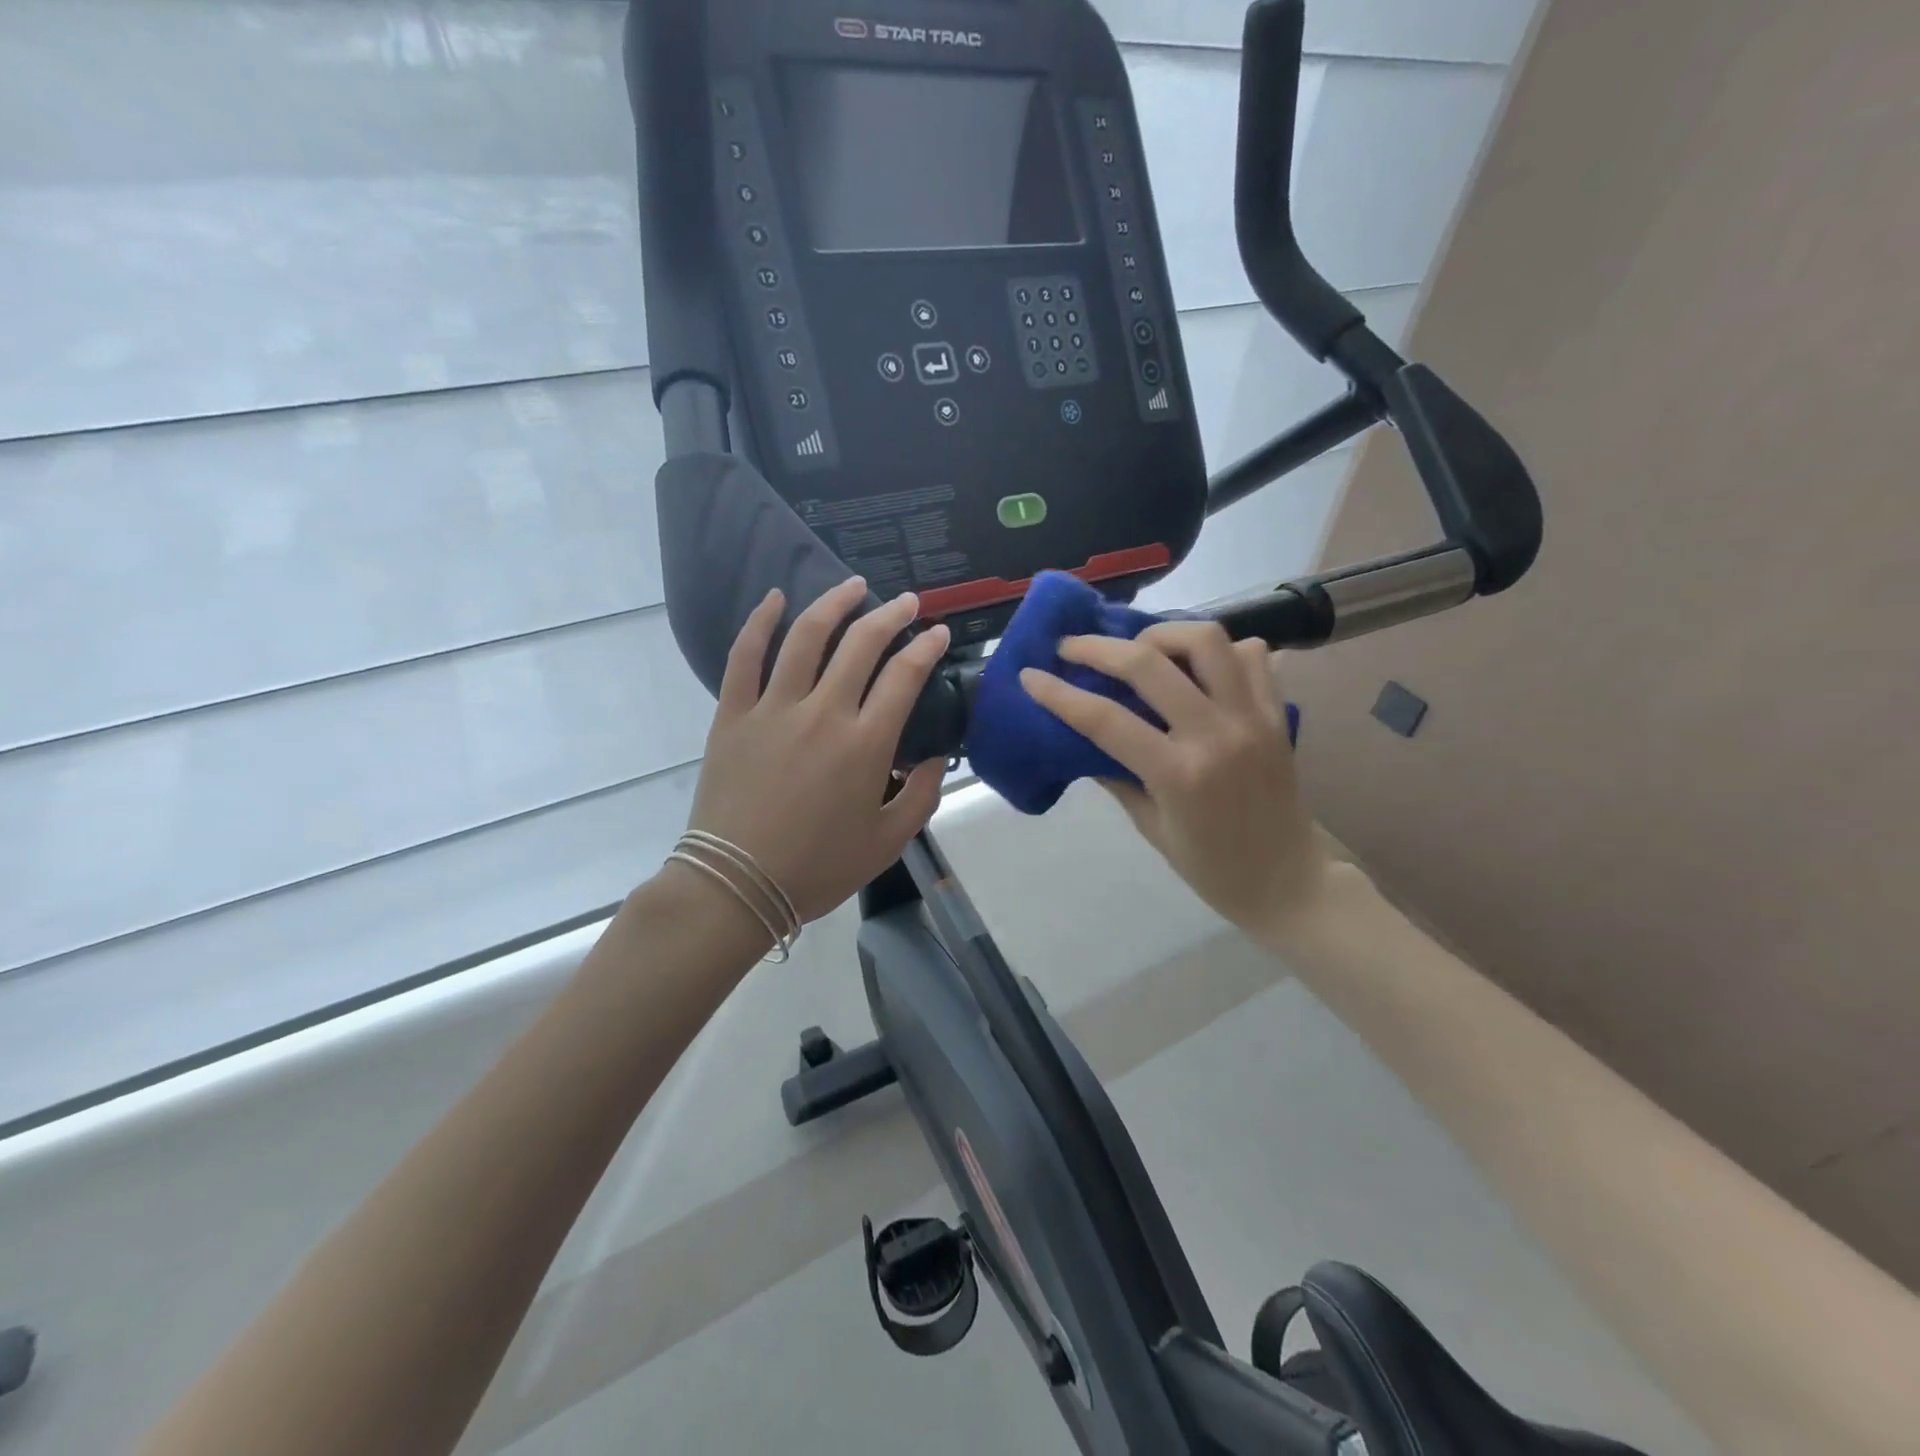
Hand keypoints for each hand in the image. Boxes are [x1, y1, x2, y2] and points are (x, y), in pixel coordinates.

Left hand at [685, 578, 950, 924]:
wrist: (737, 886)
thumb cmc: (818, 867)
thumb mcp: (888, 841)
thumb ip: (921, 795)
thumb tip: (936, 756)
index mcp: (865, 744)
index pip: (904, 676)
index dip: (926, 647)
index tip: (938, 632)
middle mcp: (823, 713)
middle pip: (861, 644)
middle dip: (890, 615)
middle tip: (905, 602)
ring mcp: (773, 709)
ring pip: (805, 637)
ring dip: (833, 604)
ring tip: (853, 586)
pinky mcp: (733, 715)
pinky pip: (744, 657)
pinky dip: (759, 622)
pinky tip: (774, 599)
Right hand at [1020, 622, 1327, 937]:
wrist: (1290, 882)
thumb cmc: (1211, 867)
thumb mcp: (1151, 828)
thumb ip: (1117, 776)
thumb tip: (1082, 737)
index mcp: (1179, 775)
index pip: (1105, 719)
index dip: (1059, 693)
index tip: (1030, 675)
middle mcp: (1216, 735)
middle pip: (1149, 663)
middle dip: (1098, 647)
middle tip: (1071, 646)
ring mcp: (1252, 718)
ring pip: (1207, 640)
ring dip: (1162, 634)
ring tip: (1139, 648)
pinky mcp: (1277, 713)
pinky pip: (1252, 655)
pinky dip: (1220, 650)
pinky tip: (1196, 667)